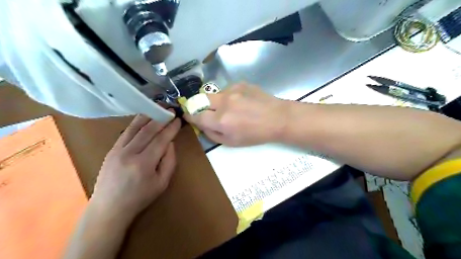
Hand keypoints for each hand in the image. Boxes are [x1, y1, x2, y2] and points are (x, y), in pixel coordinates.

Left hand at [90, 115, 181, 221]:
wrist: (109, 207)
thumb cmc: (140, 197)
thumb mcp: (162, 183)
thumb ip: (169, 161)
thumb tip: (170, 143)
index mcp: (144, 163)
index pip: (161, 139)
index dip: (171, 128)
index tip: (178, 119)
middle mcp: (129, 153)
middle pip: (148, 131)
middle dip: (161, 119)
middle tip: (170, 110)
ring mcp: (117, 150)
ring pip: (135, 128)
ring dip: (148, 117)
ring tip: (157, 108)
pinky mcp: (111, 150)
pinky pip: (125, 132)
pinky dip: (136, 123)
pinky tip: (143, 118)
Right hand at [185, 83, 286, 146]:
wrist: (277, 118)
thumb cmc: (255, 134)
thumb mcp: (232, 142)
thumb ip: (212, 134)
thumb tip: (201, 125)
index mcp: (221, 120)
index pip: (197, 115)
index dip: (190, 115)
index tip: (188, 115)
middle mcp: (224, 102)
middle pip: (201, 99)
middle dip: (201, 106)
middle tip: (208, 112)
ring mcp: (233, 90)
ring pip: (215, 94)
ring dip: (218, 102)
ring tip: (232, 109)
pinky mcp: (241, 83)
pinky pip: (228, 90)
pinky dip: (230, 97)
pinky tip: (241, 102)